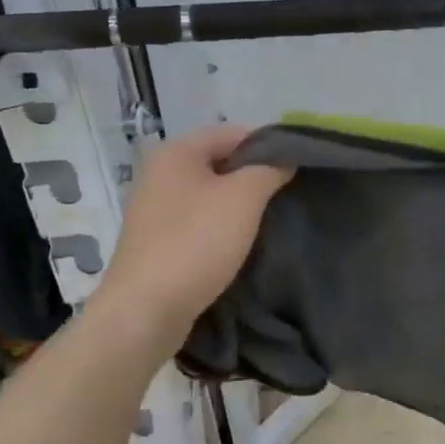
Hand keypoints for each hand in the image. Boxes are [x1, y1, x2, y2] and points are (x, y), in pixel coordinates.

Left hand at [92, 125, 292, 346]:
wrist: (145, 311)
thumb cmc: (195, 243)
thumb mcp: (243, 198)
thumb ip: (270, 169)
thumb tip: (286, 156)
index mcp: (177, 152)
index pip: (234, 132)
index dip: (270, 145)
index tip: (299, 168)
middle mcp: (161, 173)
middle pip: (222, 162)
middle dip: (256, 176)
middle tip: (289, 195)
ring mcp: (156, 209)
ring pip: (212, 194)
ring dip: (241, 205)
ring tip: (271, 221)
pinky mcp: (158, 241)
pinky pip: (200, 221)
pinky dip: (223, 227)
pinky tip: (242, 244)